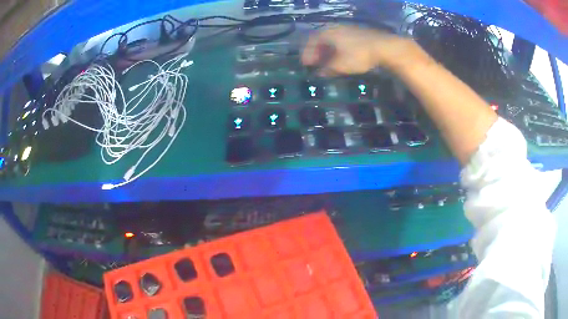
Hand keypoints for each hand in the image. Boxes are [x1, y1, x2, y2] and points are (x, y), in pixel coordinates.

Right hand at [302, 26, 416, 75]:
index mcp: (327, 33)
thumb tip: (319, 73)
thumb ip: (327, 69)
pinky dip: (336, 49)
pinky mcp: (357, 33)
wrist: (384, 47)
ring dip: (327, 51)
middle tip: (315, 64)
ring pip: (332, 40)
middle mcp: (335, 28)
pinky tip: (340, 57)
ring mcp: (347, 29)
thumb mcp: (341, 65)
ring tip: (327, 62)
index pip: (311, 42)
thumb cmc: (359, 55)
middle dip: (316, 53)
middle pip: (321, 40)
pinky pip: (341, 40)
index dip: (306, 54)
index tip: (305, 65)